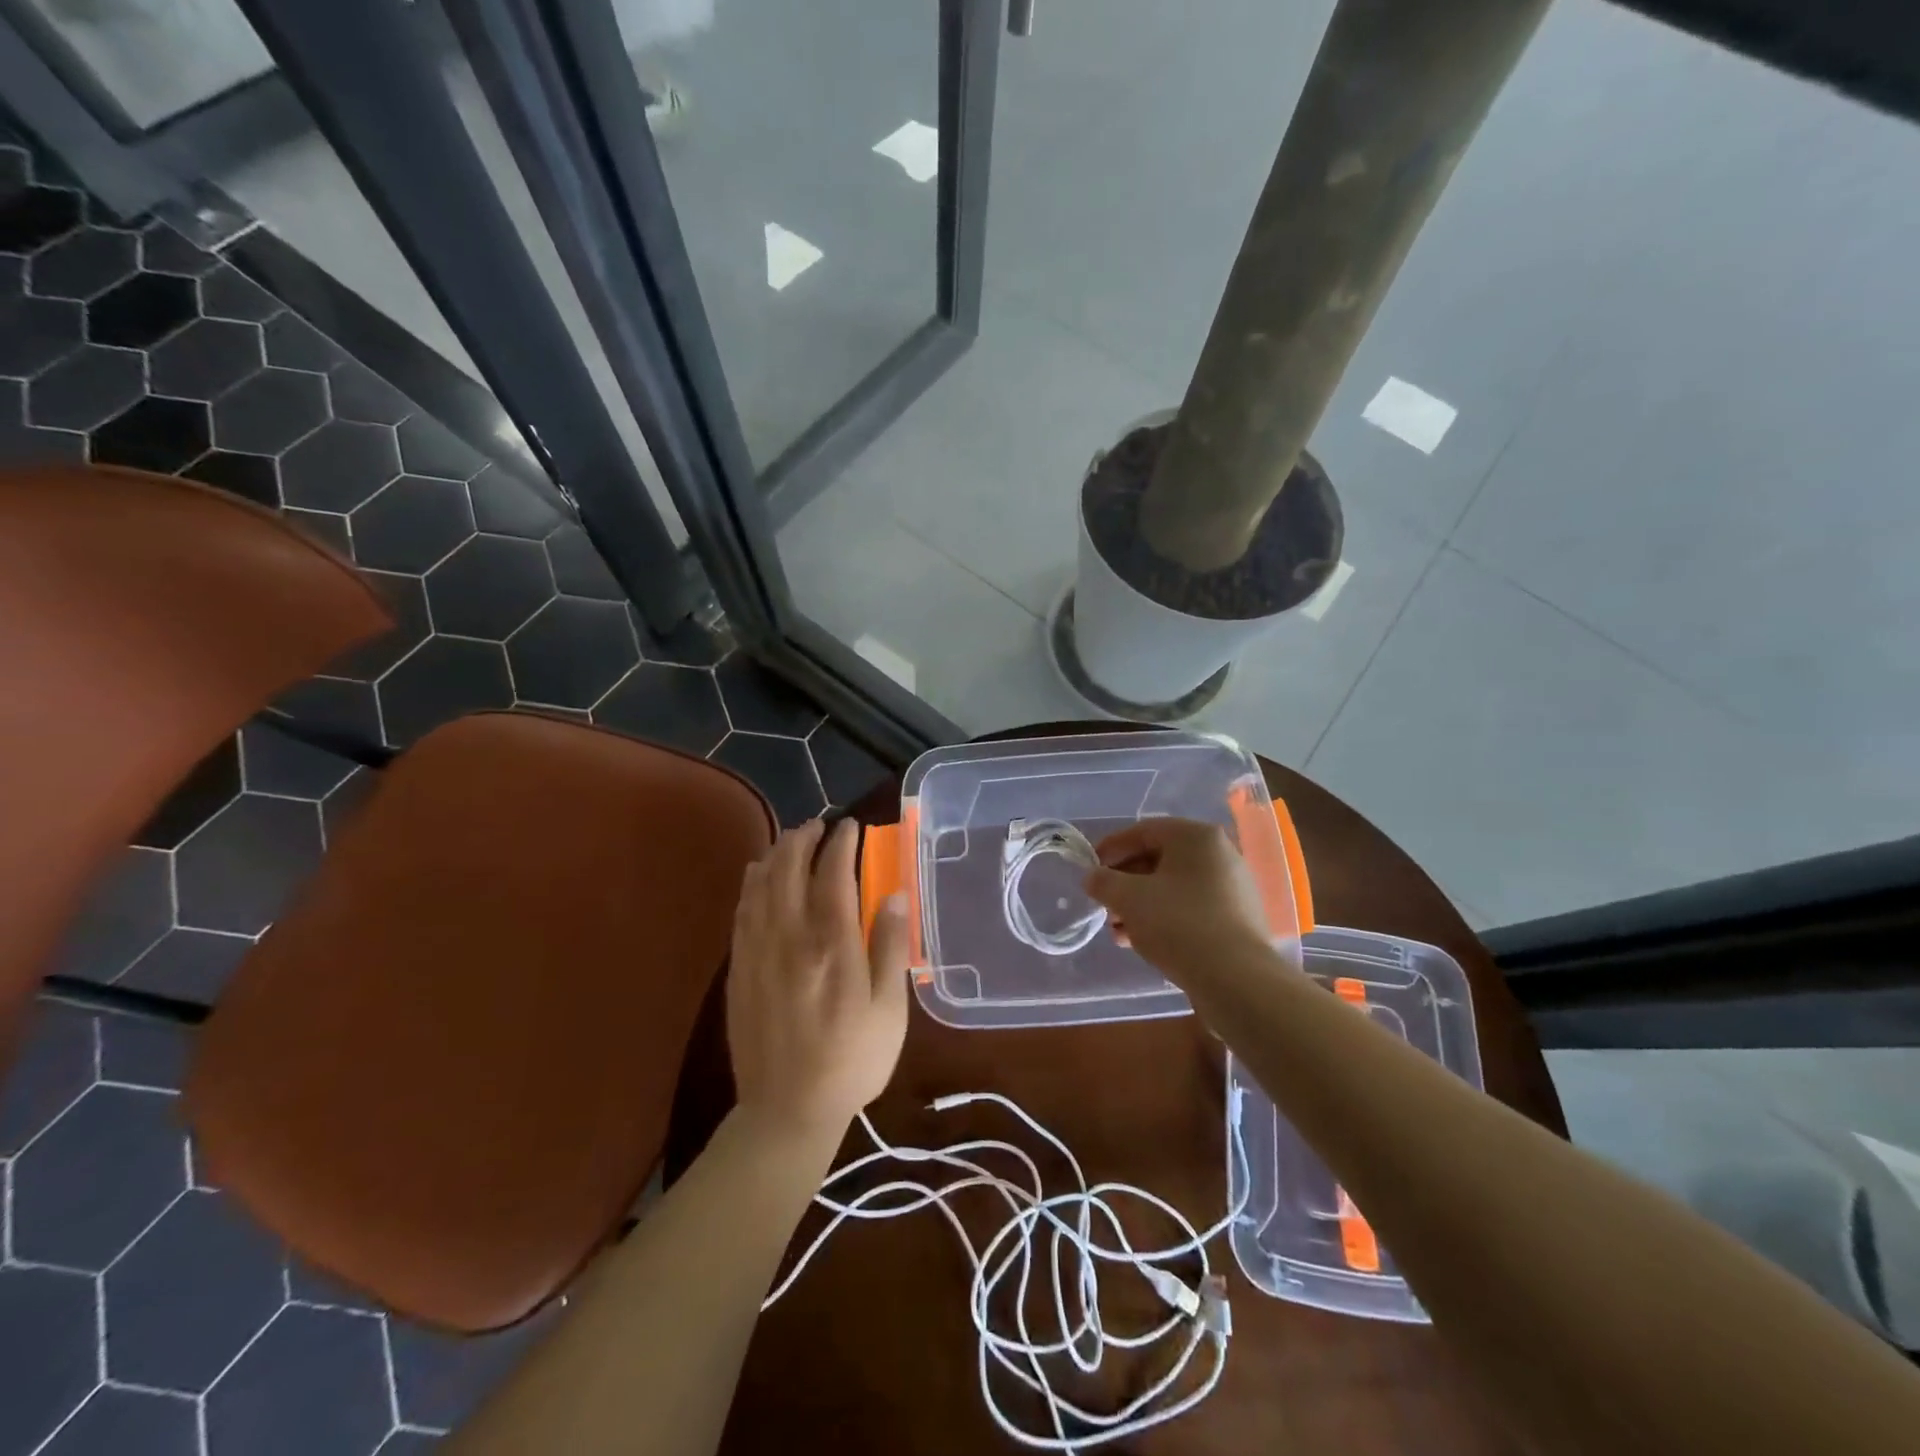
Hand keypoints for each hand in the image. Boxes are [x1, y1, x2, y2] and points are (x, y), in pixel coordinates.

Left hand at [727, 818, 910, 1144]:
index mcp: (832, 944)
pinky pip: (742, 911)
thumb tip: (895, 895)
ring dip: (776, 854)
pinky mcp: (739, 968)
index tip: (850, 826)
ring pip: (761, 885)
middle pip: (790, 870)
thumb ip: (889, 947)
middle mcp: (791, 937)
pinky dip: (750, 884)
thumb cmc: (851, 1060)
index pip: (833, 874)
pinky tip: (757, 875)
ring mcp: (758, 951)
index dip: (841, 843)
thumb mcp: (889, 1010)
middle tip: (818, 826)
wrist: (787, 1109)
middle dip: (803, 839)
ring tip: (790, 839)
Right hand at [1085, 818, 1271, 979]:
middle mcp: (1219, 854)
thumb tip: (1092, 877)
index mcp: (1196, 837)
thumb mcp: (1128, 898)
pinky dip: (1164, 917)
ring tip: (1117, 930)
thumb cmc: (1177, 923)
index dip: (1111, 848)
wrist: (1236, 979)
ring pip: (1173, 887)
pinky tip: (1142, 941)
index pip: (1143, 831)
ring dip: (1140, 904)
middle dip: (1125, 882)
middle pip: (1159, 859)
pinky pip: (1191, 908)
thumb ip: (1103, 882)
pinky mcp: (1236, 918)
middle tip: (1103, 902)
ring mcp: (1232, 887)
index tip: (1089, 869)